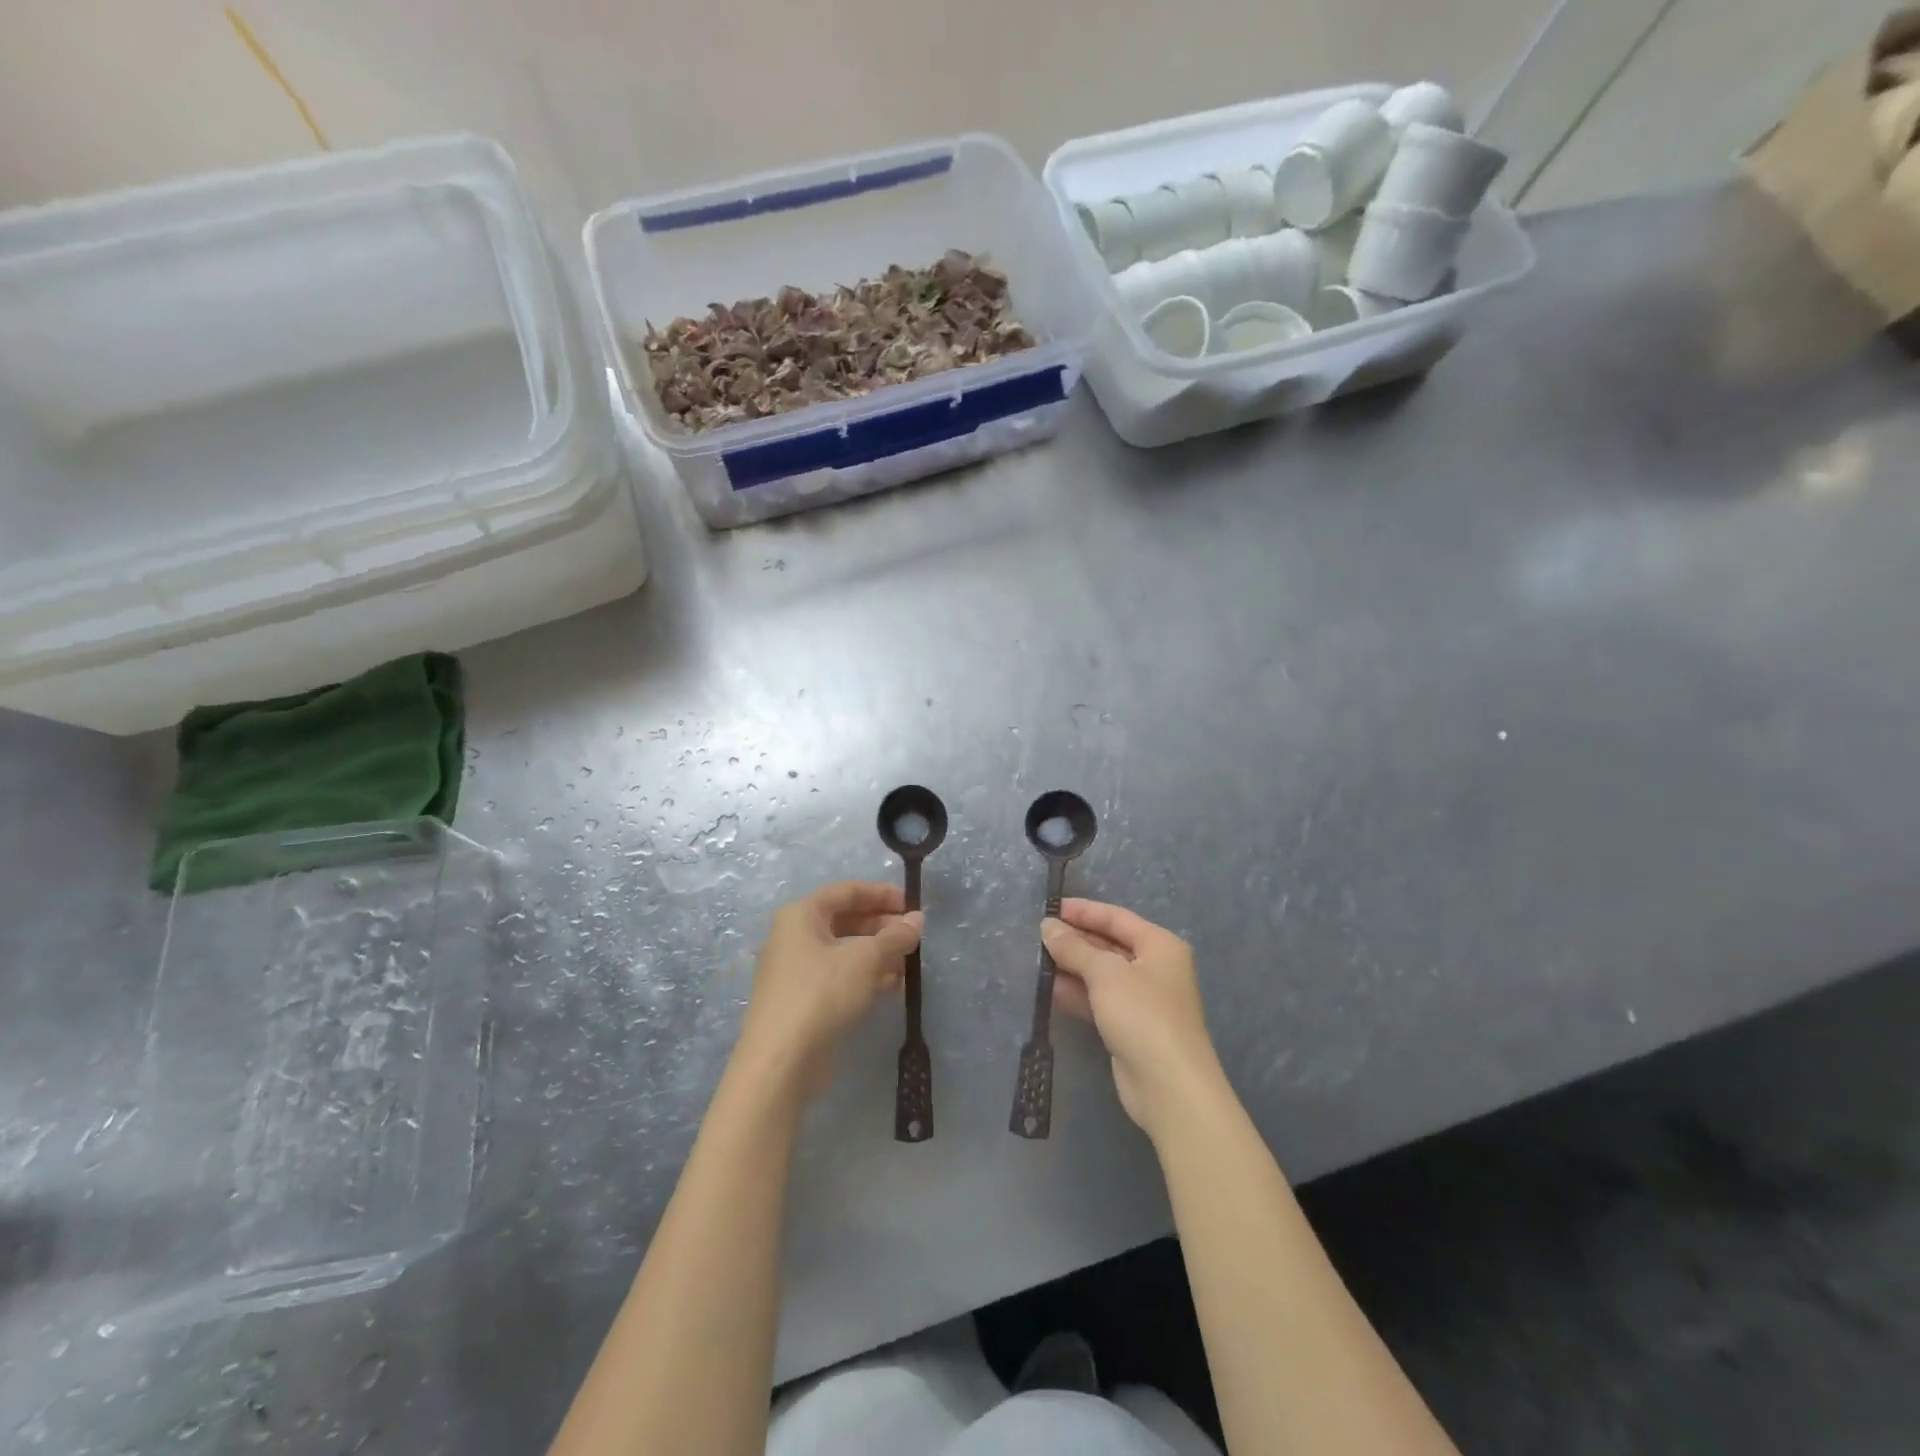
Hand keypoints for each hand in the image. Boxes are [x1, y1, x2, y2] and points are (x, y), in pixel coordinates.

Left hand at [736, 881, 922, 1099]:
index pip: (846, 891)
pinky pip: (838, 977)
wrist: (781, 1063)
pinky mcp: (802, 1002)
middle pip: (844, 920)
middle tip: (913, 936)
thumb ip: (895, 937)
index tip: (911, 904)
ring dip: (877, 953)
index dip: (881, 894)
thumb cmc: (822, 994)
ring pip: (843, 951)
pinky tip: (891, 986)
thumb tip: (917, 920)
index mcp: (801, 915)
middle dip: (881, 926)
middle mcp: (794, 937)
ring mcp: (795, 972)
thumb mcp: (866, 960)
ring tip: (908, 963)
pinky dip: (864, 977)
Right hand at [1043, 899, 1226, 1139]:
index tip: (1050, 908)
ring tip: (1037, 960)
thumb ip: (1074, 948)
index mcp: (1160, 945)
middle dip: (1076, 940)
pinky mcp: (1131, 1026)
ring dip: (1073, 967)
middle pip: (1110, 944)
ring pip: (1102, 974)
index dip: (1084, 911)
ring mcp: (1144, 999)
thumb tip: (1048, 926)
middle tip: (1038, 936)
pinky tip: (1051, 989)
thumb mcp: (1105, 974)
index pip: (1116, 918)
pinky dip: (1078, 992)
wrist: (1169, 1087)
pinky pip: (1100, 999)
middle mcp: (1155, 967)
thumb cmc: (1142, 1015)